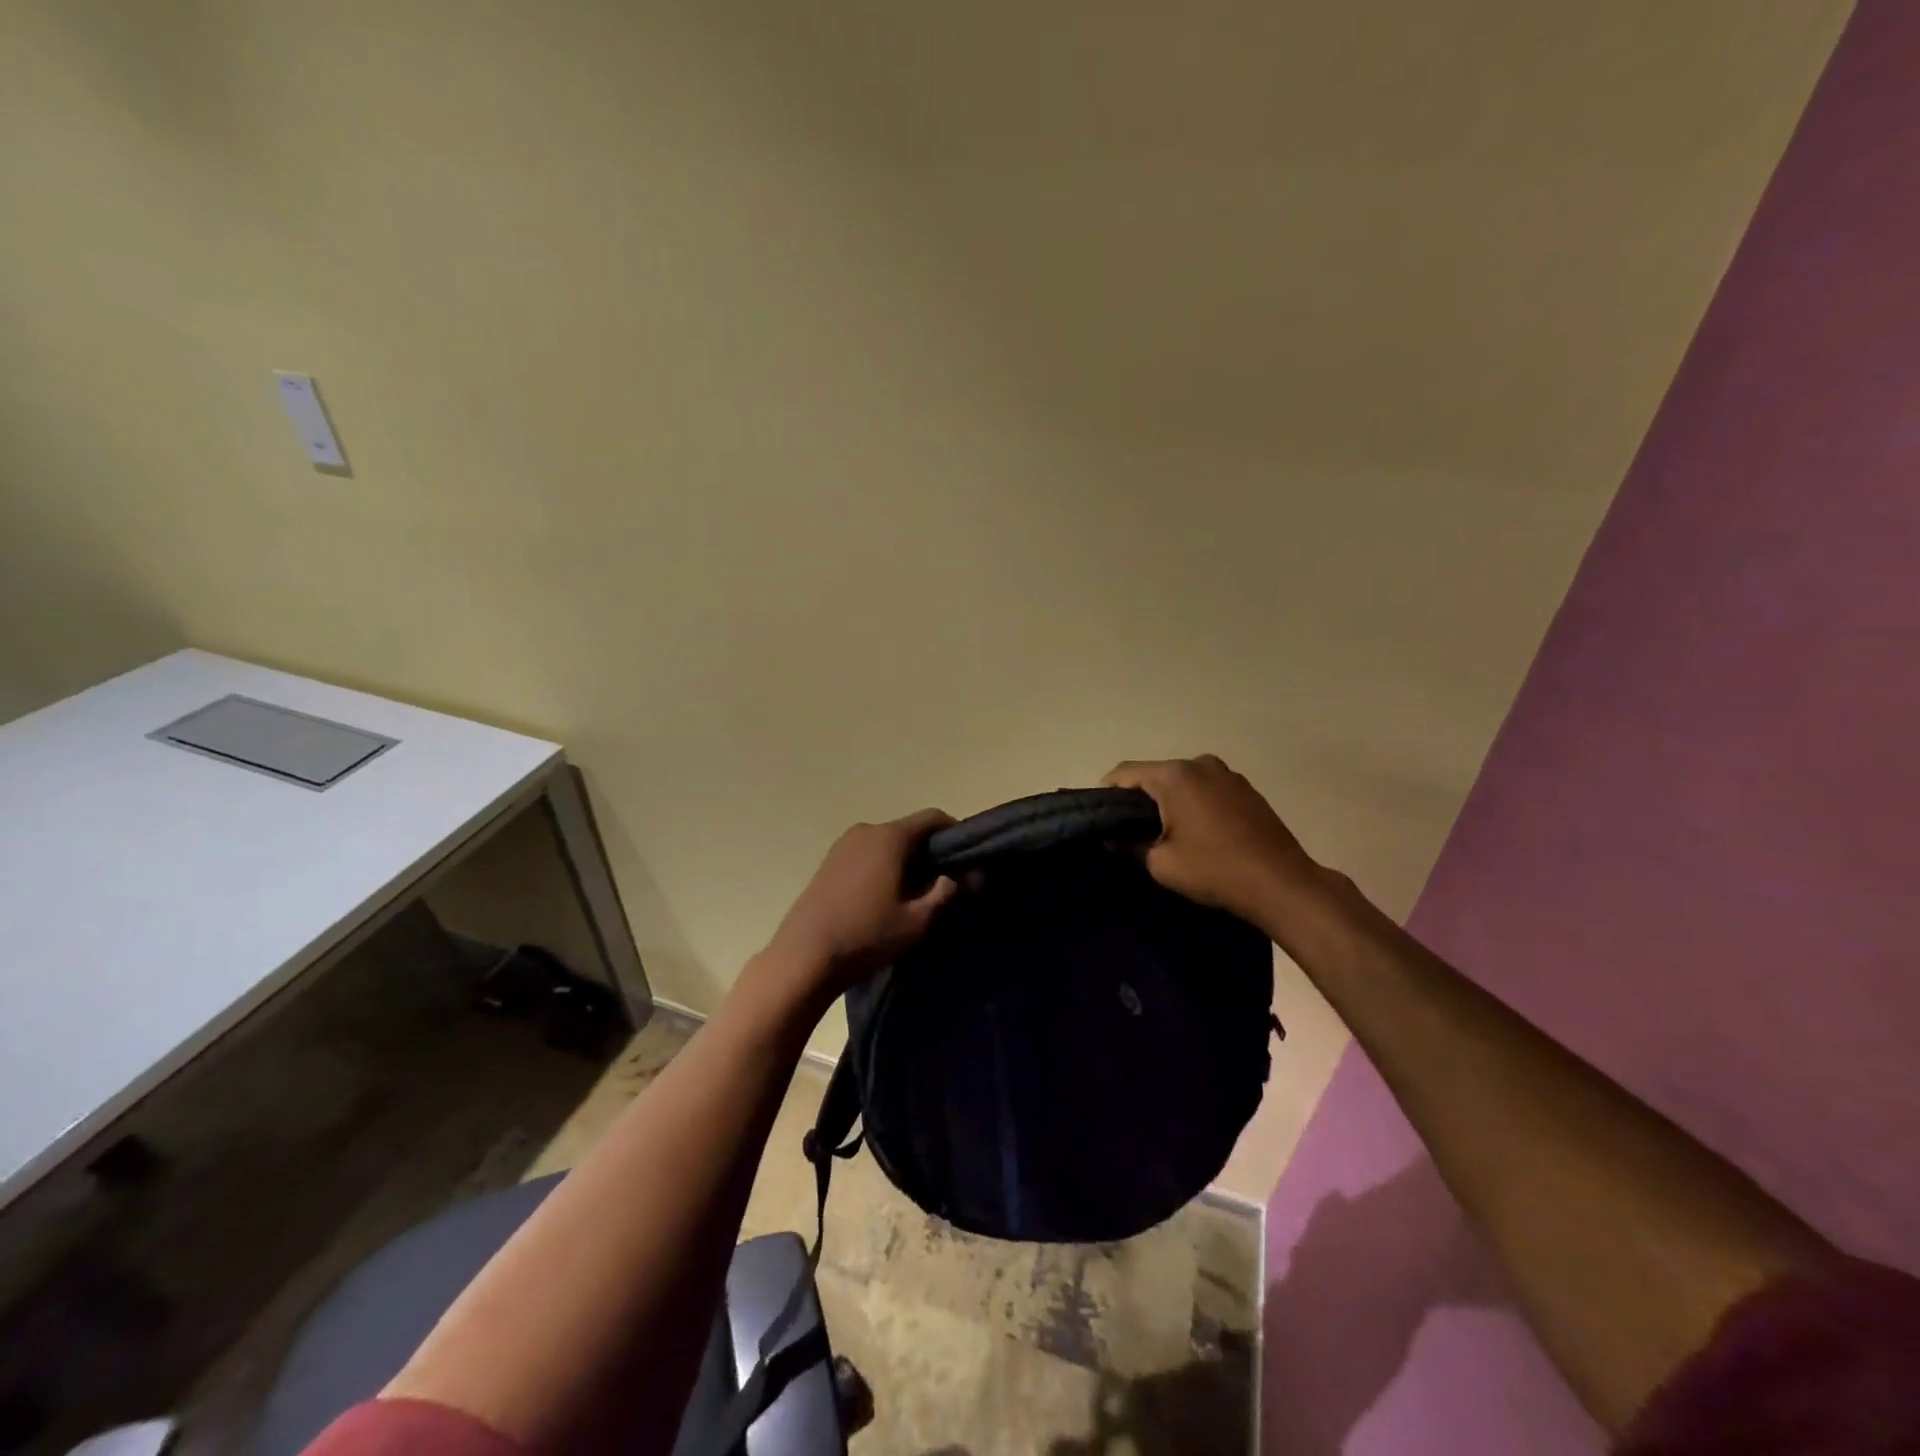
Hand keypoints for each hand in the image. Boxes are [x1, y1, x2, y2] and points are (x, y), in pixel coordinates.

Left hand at [763, 809, 958, 999]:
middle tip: (943, 882)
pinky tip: (884, 896)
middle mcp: (866, 830)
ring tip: (914, 893)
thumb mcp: (916, 921)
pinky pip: (867, 854)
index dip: (954, 833)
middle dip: (929, 851)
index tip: (966, 857)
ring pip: (886, 843)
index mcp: (889, 837)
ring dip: (904, 860)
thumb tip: (968, 876)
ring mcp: (843, 845)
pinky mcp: (829, 861)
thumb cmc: (866, 935)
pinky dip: (882, 866)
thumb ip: (946, 893)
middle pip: (908, 830)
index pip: (932, 818)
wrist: (804, 957)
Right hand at [1102, 756, 1326, 928]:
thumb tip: (1112, 837)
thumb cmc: (1215, 870)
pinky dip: (1194, 803)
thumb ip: (1129, 844)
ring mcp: (1227, 774)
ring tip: (1164, 833)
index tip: (1101, 818)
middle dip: (1139, 798)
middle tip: (1129, 830)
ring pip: (1182, 781)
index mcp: (1174, 775)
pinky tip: (1197, 832)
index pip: (1125, 772)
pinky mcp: (1246, 789)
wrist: (1282, 884)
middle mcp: (1200, 763)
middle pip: (1155, 774)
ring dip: (1169, 801)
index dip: (1106, 793)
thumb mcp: (1161, 863)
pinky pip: (1206, 788)